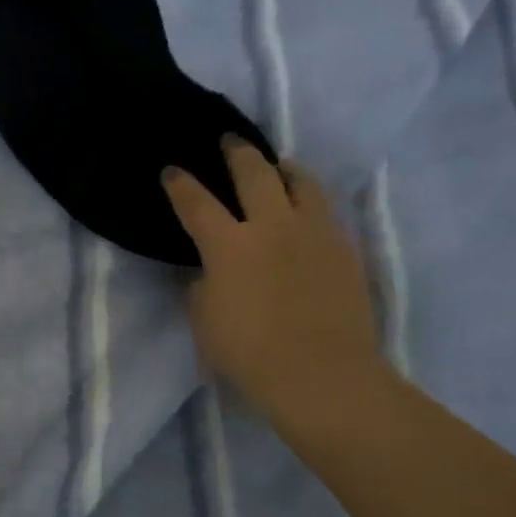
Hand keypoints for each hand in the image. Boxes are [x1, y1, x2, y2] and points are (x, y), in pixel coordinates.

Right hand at [162, 138, 384, 432]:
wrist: (322, 375)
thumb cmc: (250, 355)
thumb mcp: (205, 323)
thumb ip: (201, 288)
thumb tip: (207, 270)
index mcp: (229, 245)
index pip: (196, 203)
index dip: (180, 184)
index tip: (172, 171)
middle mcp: (272, 226)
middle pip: (254, 172)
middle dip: (237, 152)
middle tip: (230, 140)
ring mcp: (314, 233)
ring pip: (301, 182)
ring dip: (283, 168)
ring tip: (277, 166)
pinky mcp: (344, 249)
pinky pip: (324, 211)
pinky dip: (308, 200)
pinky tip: (304, 211)